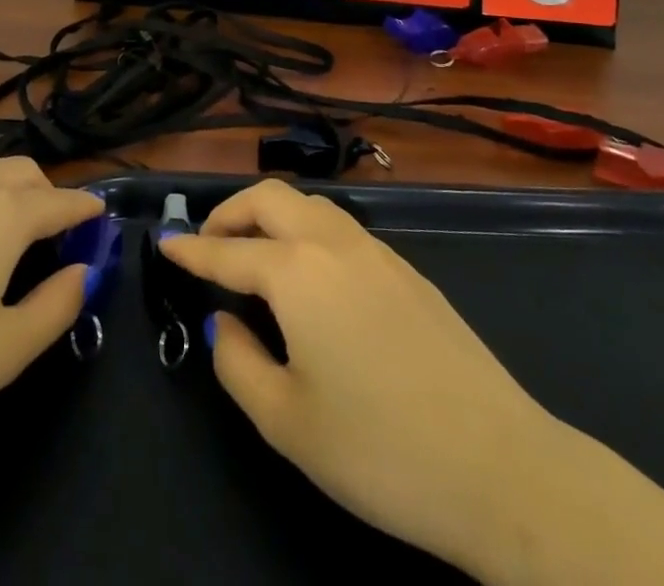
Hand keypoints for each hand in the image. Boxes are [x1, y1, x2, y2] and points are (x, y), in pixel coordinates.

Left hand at [0, 152, 103, 473]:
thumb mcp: (3, 352)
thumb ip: (56, 306)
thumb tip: (82, 271)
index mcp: (3, 214)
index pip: (60, 200)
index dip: (86, 209)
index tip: (102, 218)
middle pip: (23, 172)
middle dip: (49, 194)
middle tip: (56, 237)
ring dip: (9, 185)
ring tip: (10, 228)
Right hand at [160, 179, 552, 579]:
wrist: (499, 465)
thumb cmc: (379, 449)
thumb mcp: (287, 421)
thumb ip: (239, 363)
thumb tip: (226, 322)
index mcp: (297, 272)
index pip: (228, 249)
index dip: (191, 249)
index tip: (164, 242)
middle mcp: (334, 243)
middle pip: (272, 198)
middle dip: (232, 211)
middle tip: (209, 243)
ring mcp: (378, 251)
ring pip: (311, 204)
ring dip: (274, 214)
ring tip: (256, 253)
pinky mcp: (409, 271)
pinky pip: (342, 228)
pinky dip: (309, 231)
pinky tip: (312, 275)